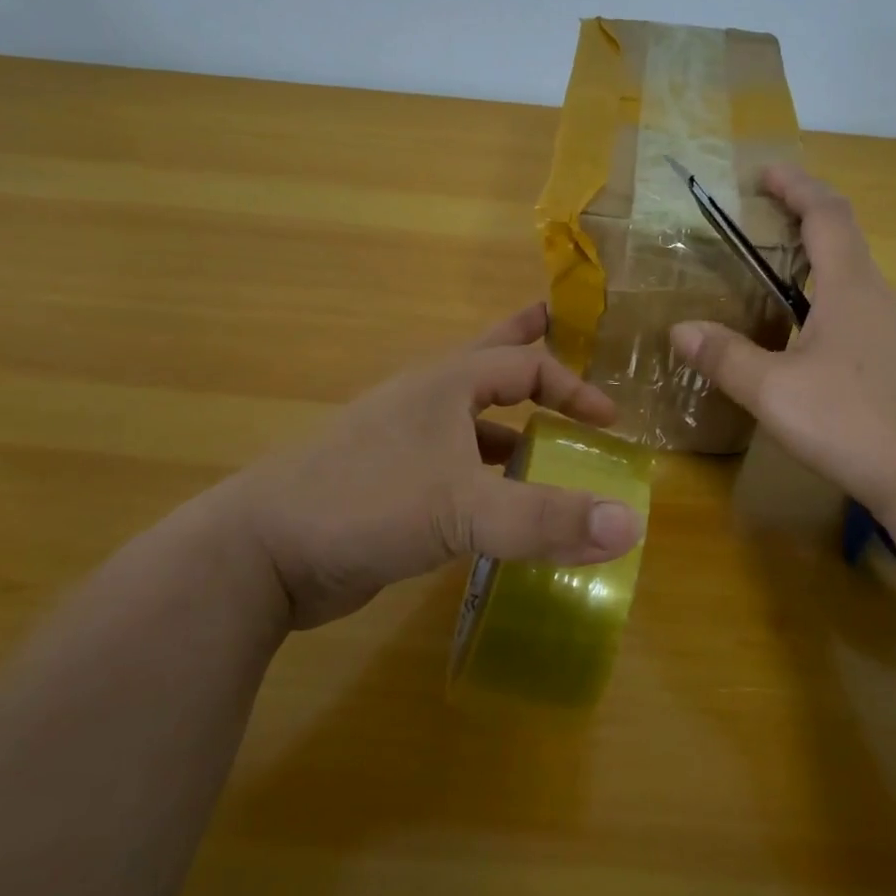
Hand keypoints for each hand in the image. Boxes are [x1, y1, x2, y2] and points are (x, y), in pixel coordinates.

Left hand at [230, 304, 643, 629]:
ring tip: (549, 448)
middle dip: (530, 354)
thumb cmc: (365, 505)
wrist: (261, 553)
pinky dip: (485, 477)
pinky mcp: (389, 486)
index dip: (573, 386)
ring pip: (470, 424)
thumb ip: (548, 518)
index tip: (610, 420)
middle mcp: (425, 404)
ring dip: (511, 430)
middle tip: (564, 342)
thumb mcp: (464, 510)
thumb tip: (633, 525)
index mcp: (444, 385)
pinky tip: (500, 506)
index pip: (525, 365)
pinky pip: (454, 469)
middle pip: (489, 365)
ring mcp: (402, 444)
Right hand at [670, 165, 895, 518]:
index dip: (797, 186)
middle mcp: (885, 300)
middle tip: (762, 237)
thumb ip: (725, 357)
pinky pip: (869, 324)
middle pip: (845, 247)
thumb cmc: (853, 423)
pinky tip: (817, 358)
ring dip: (820, 278)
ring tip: (779, 298)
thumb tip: (680, 329)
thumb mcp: (774, 392)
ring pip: (858, 290)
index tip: (766, 173)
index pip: (827, 215)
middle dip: (803, 230)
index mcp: (852, 289)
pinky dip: (836, 317)